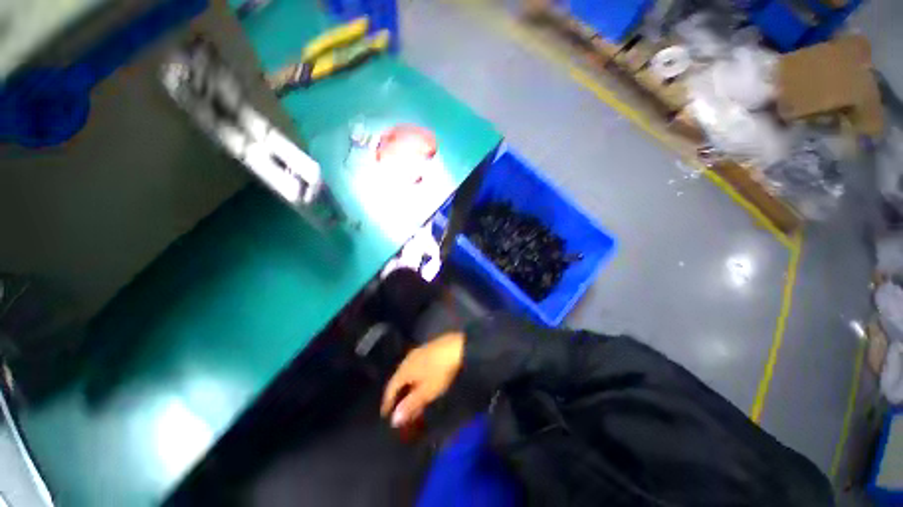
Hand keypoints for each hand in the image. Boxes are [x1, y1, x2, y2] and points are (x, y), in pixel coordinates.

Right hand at [381, 332, 464, 427]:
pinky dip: (416, 378)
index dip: (387, 402)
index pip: (391, 387)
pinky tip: (422, 382)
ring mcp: (418, 352)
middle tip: (399, 409)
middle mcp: (408, 359)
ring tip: (411, 398)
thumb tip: (393, 420)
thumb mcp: (426, 391)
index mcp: (404, 369)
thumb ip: (410, 405)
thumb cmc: (440, 371)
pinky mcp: (428, 349)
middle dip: (398, 395)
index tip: (385, 414)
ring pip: (408, 372)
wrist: (457, 346)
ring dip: (408, 387)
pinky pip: (416, 367)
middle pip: (399, 379)